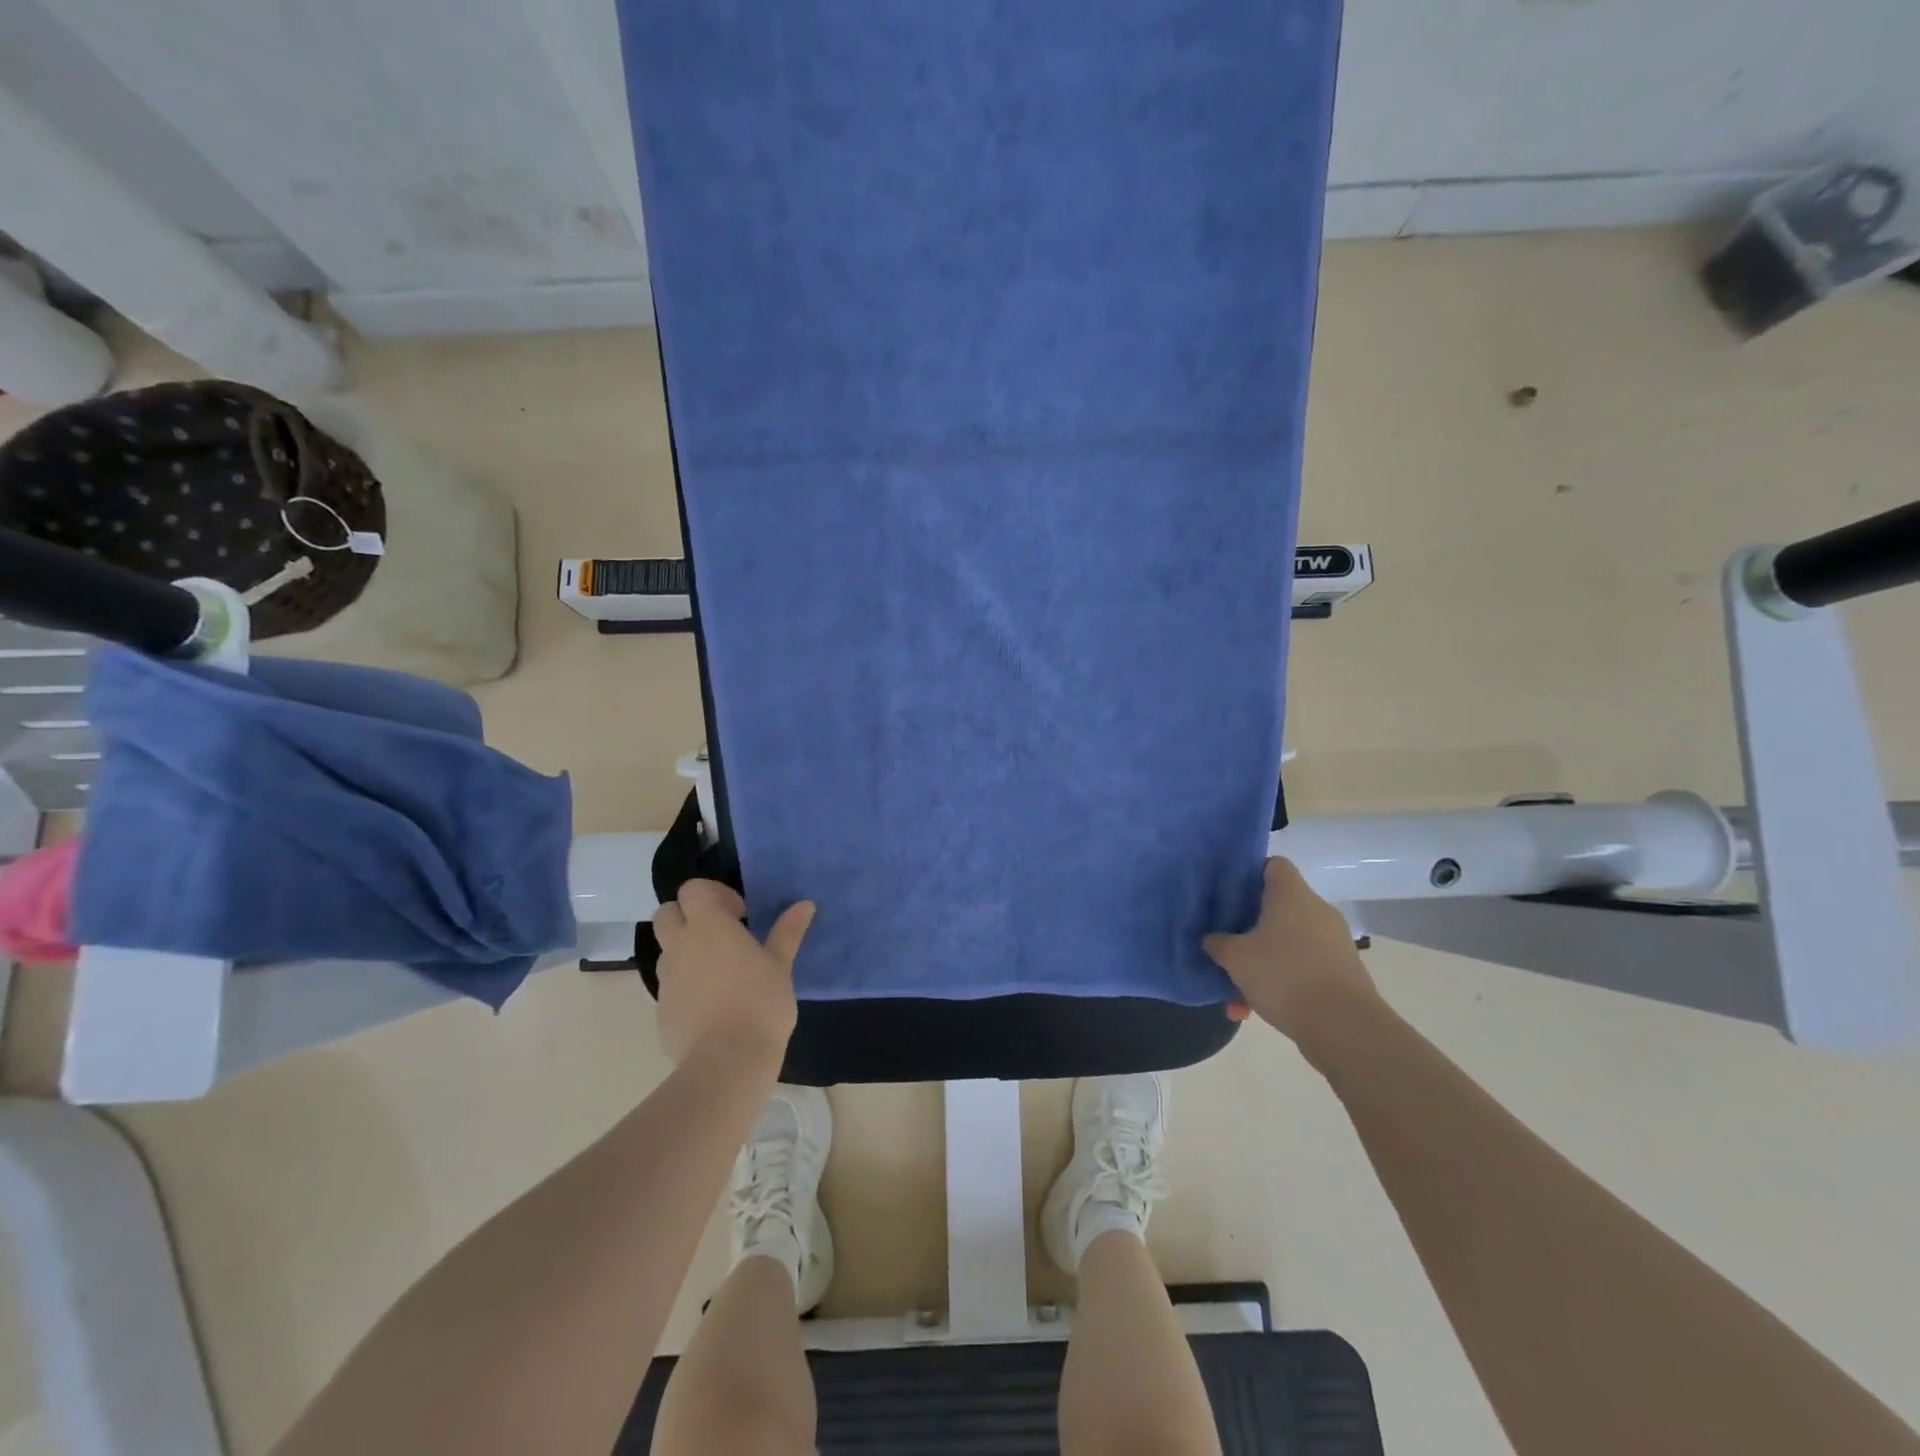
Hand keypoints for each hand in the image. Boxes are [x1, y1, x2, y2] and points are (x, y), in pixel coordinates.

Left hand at [651, 880, 814, 1069]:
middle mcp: (680, 946)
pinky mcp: (661, 1009)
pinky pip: (670, 983)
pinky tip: (713, 1002)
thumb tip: (805, 904)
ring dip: (686, 948)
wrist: (726, 1063)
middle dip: (689, 915)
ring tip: (720, 970)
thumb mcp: (781, 965)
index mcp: (708, 926)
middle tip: (722, 934)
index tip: (740, 913)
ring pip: (666, 949)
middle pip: (667, 913)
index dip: (714, 894)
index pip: (692, 889)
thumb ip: (788, 932)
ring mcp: (666, 979)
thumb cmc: (759, 1004)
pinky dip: (686, 982)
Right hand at [1205, 857, 1378, 1042]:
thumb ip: (1218, 943)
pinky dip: (1281, 981)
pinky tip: (1256, 1008)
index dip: (1248, 874)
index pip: (1272, 864)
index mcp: (1292, 894)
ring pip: (1287, 942)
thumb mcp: (1235, 958)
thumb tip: (1213, 938)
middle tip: (1226, 943)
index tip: (1227, 894)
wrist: (1344, 1027)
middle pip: (1277, 906)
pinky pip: (1302, 967)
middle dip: (1249, 926)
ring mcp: (1333, 942)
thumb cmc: (1284, 976)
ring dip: (1262, 961)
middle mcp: (1316, 910)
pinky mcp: (1342, 971)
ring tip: (1236, 990)